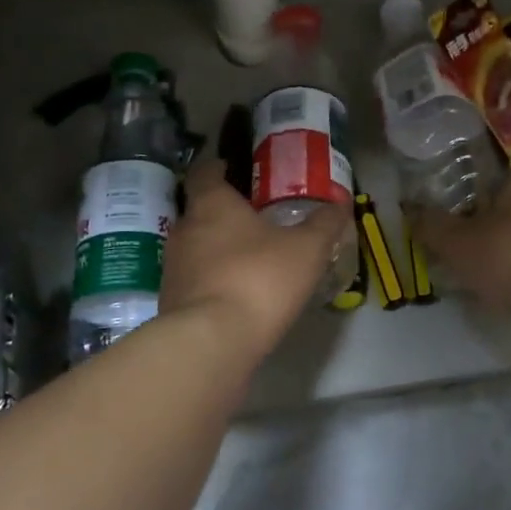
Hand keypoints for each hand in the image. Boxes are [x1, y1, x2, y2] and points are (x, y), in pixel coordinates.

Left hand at [160, 159, 353, 356]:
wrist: (211, 343)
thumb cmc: (259, 279)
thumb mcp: (306, 249)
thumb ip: (324, 224)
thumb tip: (339, 203)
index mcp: (212, 204)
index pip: (204, 172)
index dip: (216, 167)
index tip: (230, 167)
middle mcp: (184, 229)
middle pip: (199, 211)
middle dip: (222, 213)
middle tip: (251, 218)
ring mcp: (173, 267)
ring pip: (195, 247)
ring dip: (216, 249)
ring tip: (246, 258)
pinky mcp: (170, 301)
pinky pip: (194, 280)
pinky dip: (211, 280)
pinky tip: (235, 293)